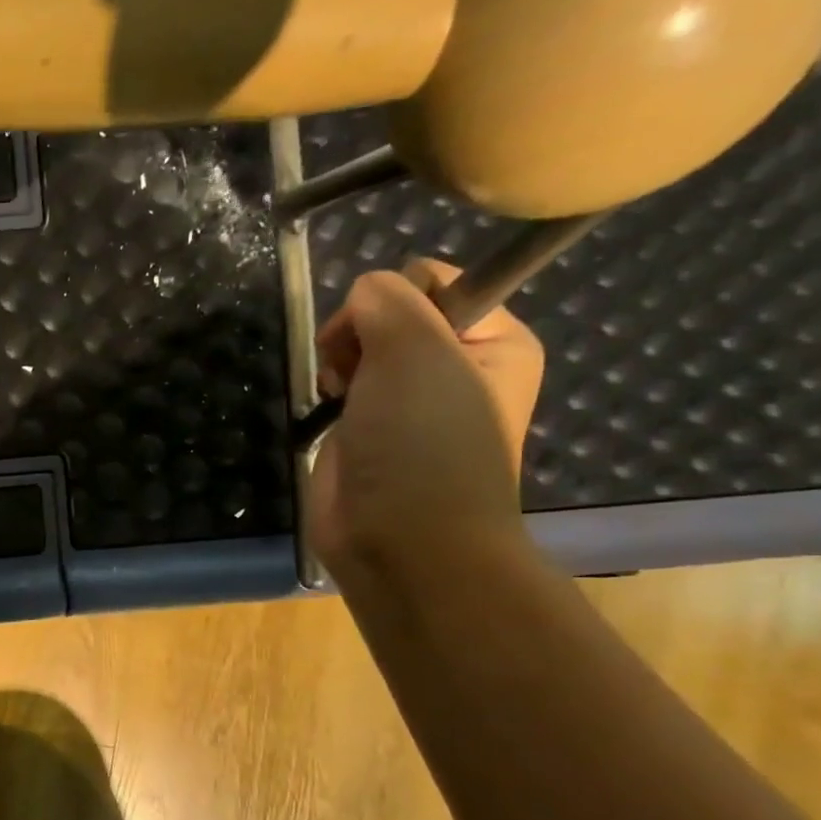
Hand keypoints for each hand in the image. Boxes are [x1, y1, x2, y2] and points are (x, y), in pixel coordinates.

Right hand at [308, 258, 543, 577]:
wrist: (399, 538)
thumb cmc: (423, 443)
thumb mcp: (416, 351)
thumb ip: (387, 300)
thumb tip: (361, 295)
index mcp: (493, 341)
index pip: (435, 281)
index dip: (396, 299)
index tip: (383, 336)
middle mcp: (454, 366)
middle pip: (389, 312)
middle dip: (359, 334)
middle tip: (356, 372)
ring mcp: (407, 400)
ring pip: (357, 348)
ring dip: (338, 363)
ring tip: (340, 394)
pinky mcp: (367, 429)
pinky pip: (341, 384)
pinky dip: (328, 391)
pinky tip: (328, 410)